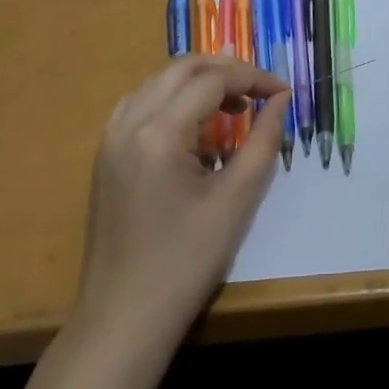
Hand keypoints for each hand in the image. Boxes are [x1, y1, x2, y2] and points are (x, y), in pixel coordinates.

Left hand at [73, 56, 288, 339]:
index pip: (212, 80)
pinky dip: (172, 96)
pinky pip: (141, 101)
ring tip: (233, 103)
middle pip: (183, 68)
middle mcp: (129, 122)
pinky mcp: (106, 153)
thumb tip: (280, 100)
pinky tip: (193, 122)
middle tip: (259, 90)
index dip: (252, 78)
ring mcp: (111, 136)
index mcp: (159, 133)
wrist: (122, 321)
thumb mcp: (236, 201)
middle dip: (226, 69)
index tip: (282, 93)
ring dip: (198, 79)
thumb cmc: (185, 264)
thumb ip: (263, 141)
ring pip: (160, 79)